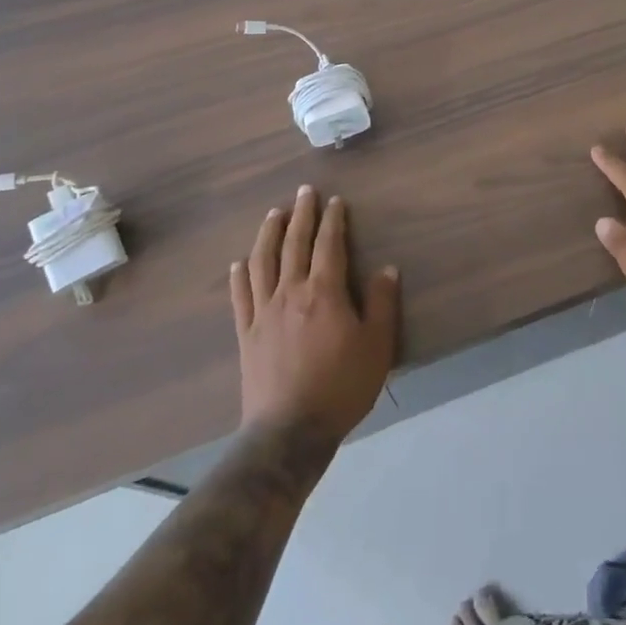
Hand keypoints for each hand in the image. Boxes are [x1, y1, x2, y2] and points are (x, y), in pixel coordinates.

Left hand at [231, 185, 399, 442]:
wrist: (289, 432)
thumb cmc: (341, 386)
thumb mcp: (377, 346)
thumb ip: (382, 304)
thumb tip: (386, 268)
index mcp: (324, 291)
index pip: (329, 244)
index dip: (333, 220)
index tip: (335, 201)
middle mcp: (291, 291)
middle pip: (294, 244)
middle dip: (301, 215)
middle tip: (304, 192)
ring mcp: (264, 312)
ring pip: (263, 262)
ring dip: (268, 234)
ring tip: (273, 214)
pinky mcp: (247, 334)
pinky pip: (241, 296)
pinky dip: (240, 275)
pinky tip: (239, 262)